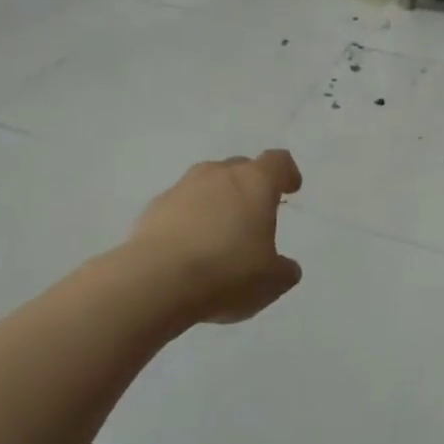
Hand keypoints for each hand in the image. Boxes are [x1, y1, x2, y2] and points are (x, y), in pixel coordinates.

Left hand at [129, 150, 303, 325]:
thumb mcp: (271, 282)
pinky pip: (180, 206)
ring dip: (217, 201)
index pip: (278, 161)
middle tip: (254, 214)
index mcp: (255, 182)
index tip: (290, 189)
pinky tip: (189, 249)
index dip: (287, 173)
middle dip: (250, 186)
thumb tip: (285, 267)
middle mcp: (218, 174)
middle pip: (240, 168)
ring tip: (219, 234)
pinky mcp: (154, 208)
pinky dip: (189, 219)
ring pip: (207, 184)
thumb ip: (284, 270)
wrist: (156, 281)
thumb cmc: (226, 272)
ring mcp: (182, 187)